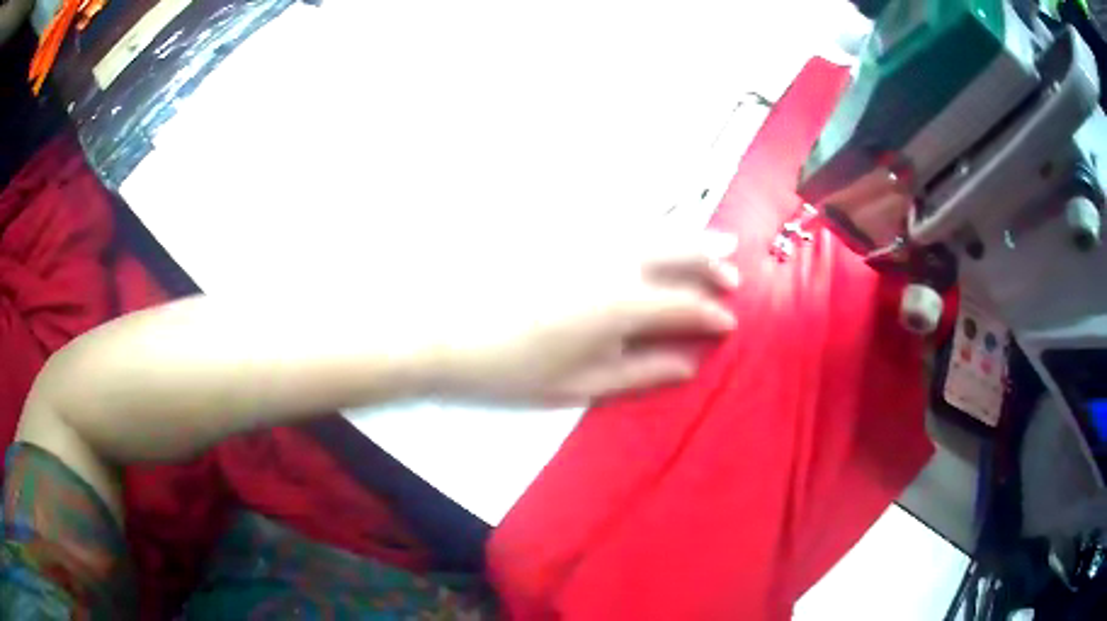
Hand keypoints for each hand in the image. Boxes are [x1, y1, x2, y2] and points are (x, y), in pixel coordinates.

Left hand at [432, 231, 739, 404]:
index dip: (712, 315)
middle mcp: (615, 261)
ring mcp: (591, 239)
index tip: (729, 324)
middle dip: (714, 264)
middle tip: (734, 275)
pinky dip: (655, 222)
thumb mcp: (582, 383)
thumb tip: (688, 363)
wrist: (448, 329)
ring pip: (657, 230)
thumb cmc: (515, 367)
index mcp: (623, 305)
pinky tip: (664, 225)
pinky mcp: (568, 229)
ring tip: (721, 239)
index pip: (685, 306)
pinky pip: (624, 218)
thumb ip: (641, 371)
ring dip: (693, 235)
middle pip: (680, 255)